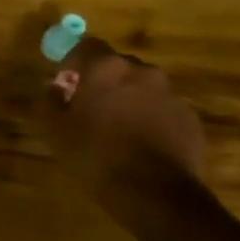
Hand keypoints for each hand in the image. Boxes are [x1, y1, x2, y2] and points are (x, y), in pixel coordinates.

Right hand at [40, 37, 206, 206]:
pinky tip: (141, 147)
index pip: (86, 46)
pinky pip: (162, 109)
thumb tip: (53, 88)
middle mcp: (142, 71)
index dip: (73, 63)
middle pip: (116, 66)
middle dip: (102, 82)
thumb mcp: (55, 131)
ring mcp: (171, 94)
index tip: (65, 85)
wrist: (156, 194)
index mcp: (106, 68)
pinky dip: (149, 119)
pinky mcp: (190, 118)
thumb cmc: (96, 156)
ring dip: (128, 100)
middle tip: (89, 110)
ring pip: (142, 88)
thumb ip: (49, 101)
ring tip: (117, 132)